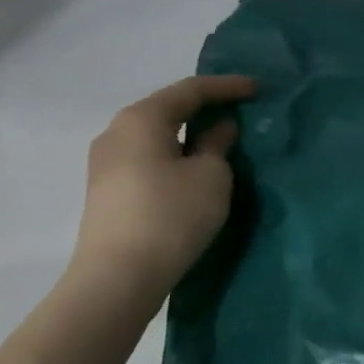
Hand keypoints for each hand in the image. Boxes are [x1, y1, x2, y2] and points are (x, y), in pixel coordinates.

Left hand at [70, 75, 256, 292]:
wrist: (117, 277)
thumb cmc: (171, 216)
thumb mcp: (211, 177)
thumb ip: (217, 144)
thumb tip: (218, 127)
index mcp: (142, 118)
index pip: (190, 90)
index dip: (227, 87)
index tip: (257, 89)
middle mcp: (116, 131)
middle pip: (167, 109)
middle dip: (204, 108)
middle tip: (238, 111)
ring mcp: (105, 162)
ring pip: (155, 135)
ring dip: (187, 134)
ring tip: (218, 141)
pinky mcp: (106, 190)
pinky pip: (146, 158)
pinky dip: (172, 155)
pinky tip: (191, 168)